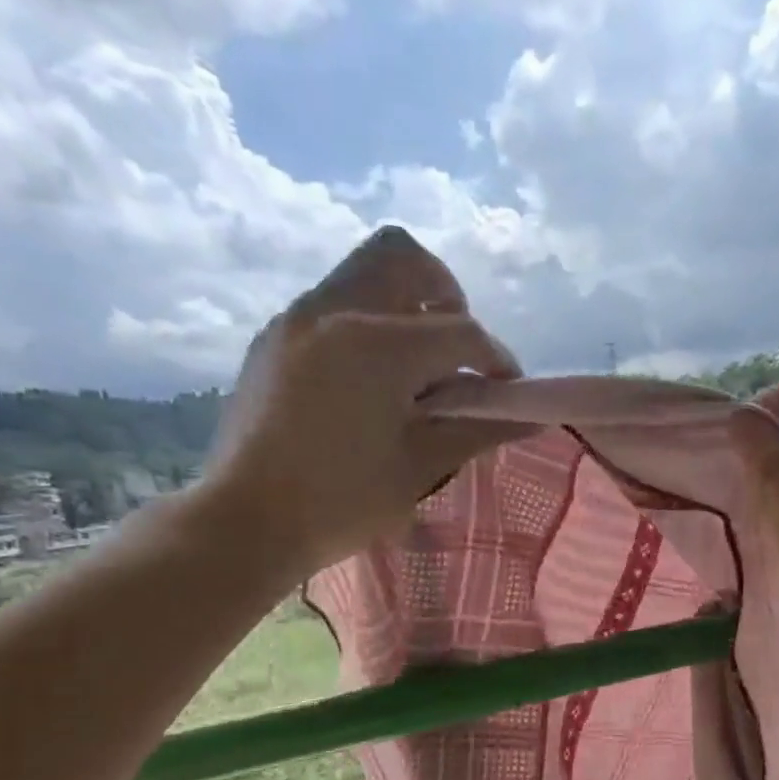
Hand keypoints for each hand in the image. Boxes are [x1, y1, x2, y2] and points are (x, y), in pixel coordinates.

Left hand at [192, 227, 521, 581]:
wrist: (245, 521)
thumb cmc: (342, 503)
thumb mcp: (420, 467)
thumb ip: (479, 430)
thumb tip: (532, 416)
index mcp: (377, 346)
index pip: (459, 331)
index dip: (496, 359)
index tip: (508, 391)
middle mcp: (334, 312)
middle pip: (402, 258)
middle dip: (445, 294)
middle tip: (458, 350)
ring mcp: (297, 320)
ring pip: (363, 274)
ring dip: (404, 306)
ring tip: (418, 369)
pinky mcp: (275, 339)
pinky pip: (334, 305)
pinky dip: (368, 324)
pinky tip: (373, 383)